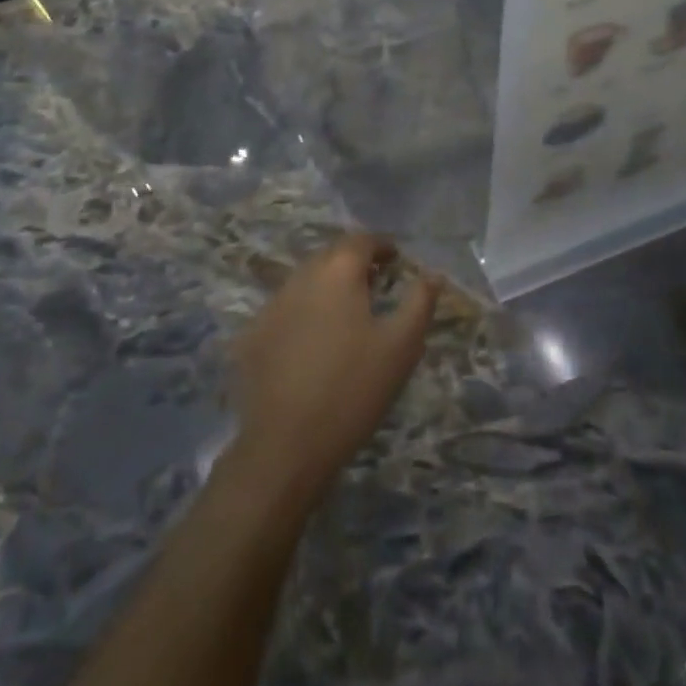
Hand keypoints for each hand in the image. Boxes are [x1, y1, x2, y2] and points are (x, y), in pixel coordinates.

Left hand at [228, 235, 435, 509]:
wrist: (287, 444)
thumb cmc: (354, 388)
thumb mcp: (401, 345)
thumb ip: (420, 301)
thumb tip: (432, 274)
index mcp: (337, 271)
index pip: (360, 240)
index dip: (381, 246)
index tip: (396, 261)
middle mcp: (300, 277)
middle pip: (330, 256)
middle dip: (354, 263)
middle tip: (376, 284)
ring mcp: (271, 305)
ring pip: (305, 281)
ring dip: (327, 287)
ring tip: (348, 313)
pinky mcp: (252, 336)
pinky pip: (285, 310)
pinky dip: (304, 313)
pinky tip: (314, 342)